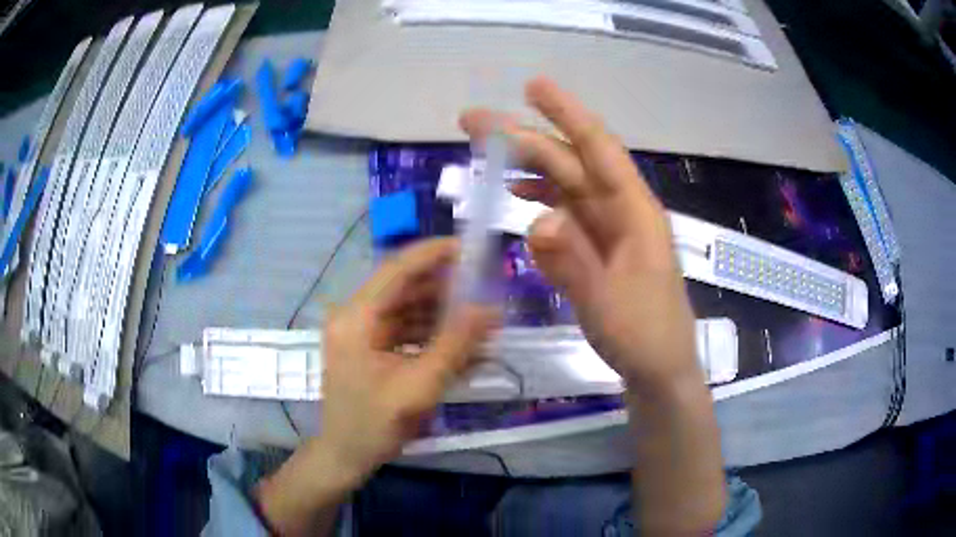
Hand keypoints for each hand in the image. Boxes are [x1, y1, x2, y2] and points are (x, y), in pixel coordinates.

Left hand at [320, 238, 498, 481]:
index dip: (432, 254)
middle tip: (483, 291)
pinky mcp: (368, 346)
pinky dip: (430, 334)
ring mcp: (360, 331)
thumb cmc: (374, 425)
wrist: (344, 455)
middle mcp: (354, 315)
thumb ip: (455, 346)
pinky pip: (403, 329)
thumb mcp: (419, 387)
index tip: (469, 248)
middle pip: (404, 287)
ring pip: (407, 308)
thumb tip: (490, 310)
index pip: (396, 269)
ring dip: (441, 314)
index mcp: (357, 318)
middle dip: (445, 289)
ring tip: (478, 323)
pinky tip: (459, 346)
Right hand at [460, 77, 701, 394]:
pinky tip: (518, 198)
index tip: (532, 86)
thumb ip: (574, 263)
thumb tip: (537, 219)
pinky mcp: (595, 250)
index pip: (598, 149)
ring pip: (564, 186)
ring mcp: (606, 231)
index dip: (567, 114)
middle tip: (475, 122)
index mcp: (634, 213)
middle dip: (525, 138)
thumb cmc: (645, 337)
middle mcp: (620, 212)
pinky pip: (563, 217)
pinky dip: (539, 202)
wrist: (659, 370)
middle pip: (570, 162)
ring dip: (528, 167)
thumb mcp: (609, 306)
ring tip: (487, 155)